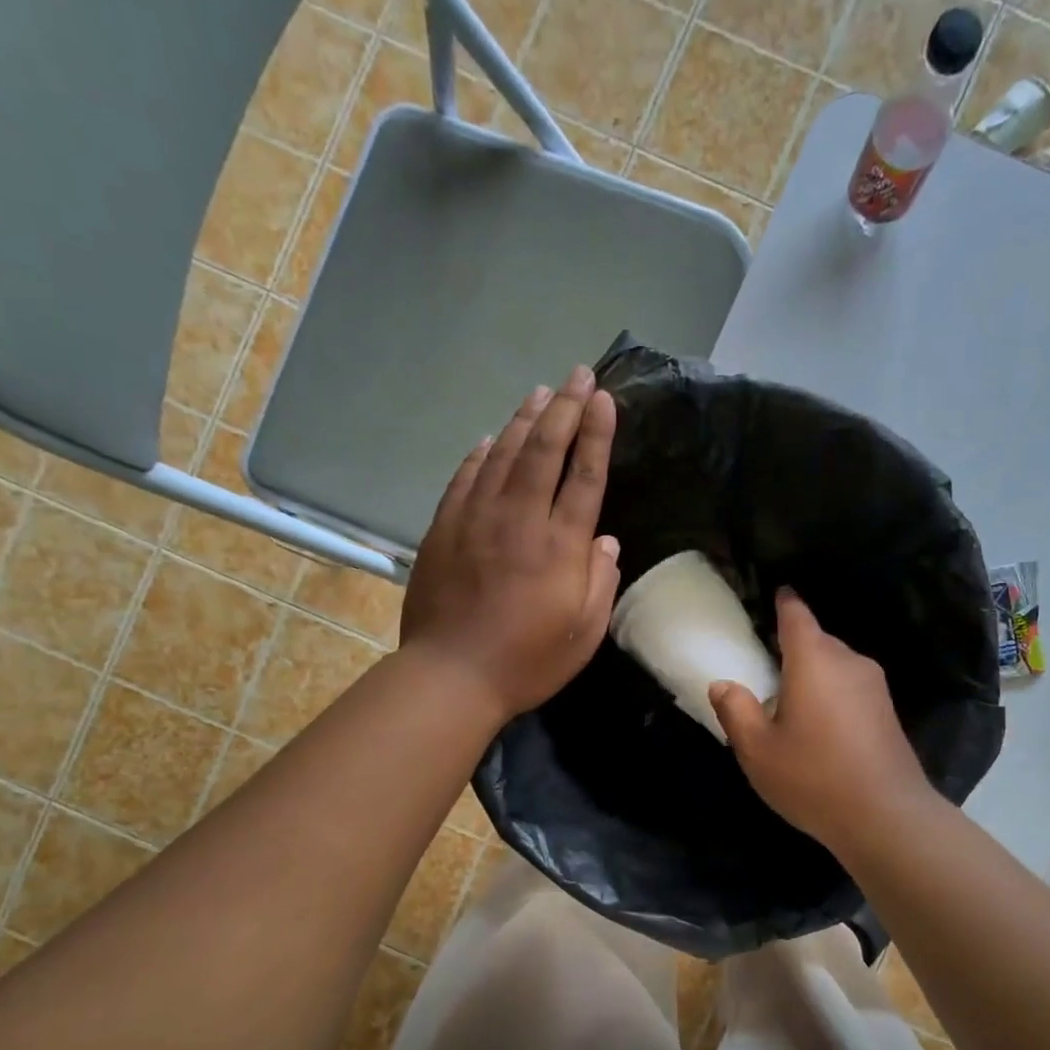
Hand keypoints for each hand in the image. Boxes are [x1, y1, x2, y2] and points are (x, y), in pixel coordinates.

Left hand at [401, 366, 621, 720]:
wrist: (451, 676)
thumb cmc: (527, 662)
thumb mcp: (584, 634)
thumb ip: (600, 582)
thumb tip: (605, 541)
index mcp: (560, 546)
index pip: (584, 475)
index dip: (596, 433)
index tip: (603, 398)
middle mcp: (519, 520)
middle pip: (544, 450)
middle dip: (564, 407)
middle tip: (577, 374)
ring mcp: (476, 519)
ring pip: (503, 455)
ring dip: (524, 419)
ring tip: (540, 392)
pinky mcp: (444, 529)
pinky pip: (465, 478)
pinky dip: (482, 453)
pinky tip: (492, 439)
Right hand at [709, 589, 937, 855]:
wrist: (886, 817)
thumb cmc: (813, 777)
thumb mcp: (757, 749)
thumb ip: (735, 710)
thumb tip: (723, 684)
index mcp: (814, 660)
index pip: (797, 616)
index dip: (785, 603)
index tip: (777, 594)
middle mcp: (848, 661)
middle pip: (816, 641)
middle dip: (793, 649)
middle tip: (766, 670)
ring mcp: (874, 686)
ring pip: (835, 666)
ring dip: (813, 675)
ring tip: (790, 703)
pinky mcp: (887, 712)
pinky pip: (850, 688)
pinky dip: (831, 695)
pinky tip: (819, 727)